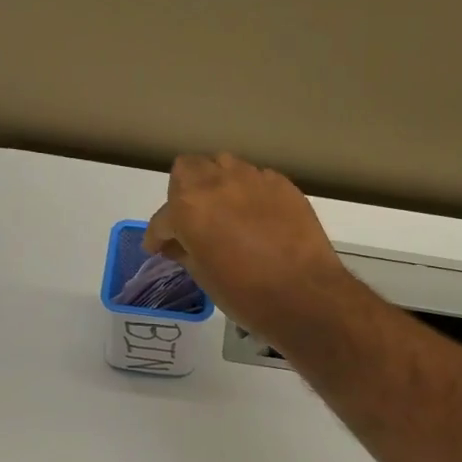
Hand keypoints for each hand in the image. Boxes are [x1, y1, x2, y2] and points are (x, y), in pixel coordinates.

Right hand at [142, 154, 353, 347]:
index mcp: (189, 208)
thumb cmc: (245, 294)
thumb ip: (184, 251)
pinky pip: (255, 179)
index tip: (158, 248)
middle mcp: (217, 182)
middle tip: (189, 223)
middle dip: (182, 194)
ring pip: (223, 167)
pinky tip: (254, 218)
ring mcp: (252, 178)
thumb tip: (177, 244)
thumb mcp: (203, 277)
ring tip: (223, 213)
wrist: (304, 294)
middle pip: (188, 170)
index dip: (157, 236)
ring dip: (215, 185)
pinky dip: (247, 194)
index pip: (162, 218)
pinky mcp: (282, 184)